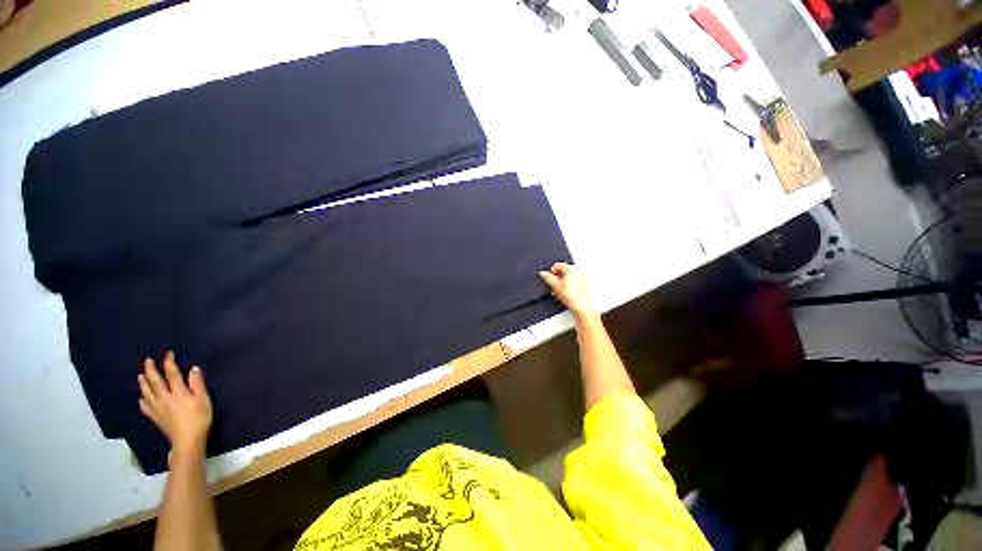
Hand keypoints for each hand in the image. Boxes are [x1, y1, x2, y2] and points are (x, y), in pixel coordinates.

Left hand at [138, 351, 212, 456]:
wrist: (188, 444)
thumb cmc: (199, 422)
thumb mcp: (204, 403)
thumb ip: (198, 385)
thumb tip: (194, 368)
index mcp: (177, 391)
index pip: (171, 372)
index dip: (169, 361)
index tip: (169, 354)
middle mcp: (165, 397)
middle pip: (155, 380)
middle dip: (150, 369)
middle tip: (147, 361)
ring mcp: (159, 408)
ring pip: (148, 393)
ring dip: (143, 383)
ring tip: (140, 377)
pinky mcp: (157, 419)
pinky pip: (147, 409)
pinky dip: (143, 403)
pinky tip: (141, 401)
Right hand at [539, 262, 595, 318]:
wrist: (581, 307)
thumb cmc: (572, 298)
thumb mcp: (556, 287)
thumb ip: (548, 278)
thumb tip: (543, 273)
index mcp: (571, 269)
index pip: (558, 265)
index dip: (552, 271)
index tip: (550, 277)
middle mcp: (579, 271)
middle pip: (565, 269)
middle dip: (558, 277)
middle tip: (555, 285)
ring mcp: (583, 276)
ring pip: (570, 274)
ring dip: (564, 280)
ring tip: (561, 289)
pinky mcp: (586, 282)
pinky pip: (576, 278)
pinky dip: (571, 282)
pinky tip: (568, 290)